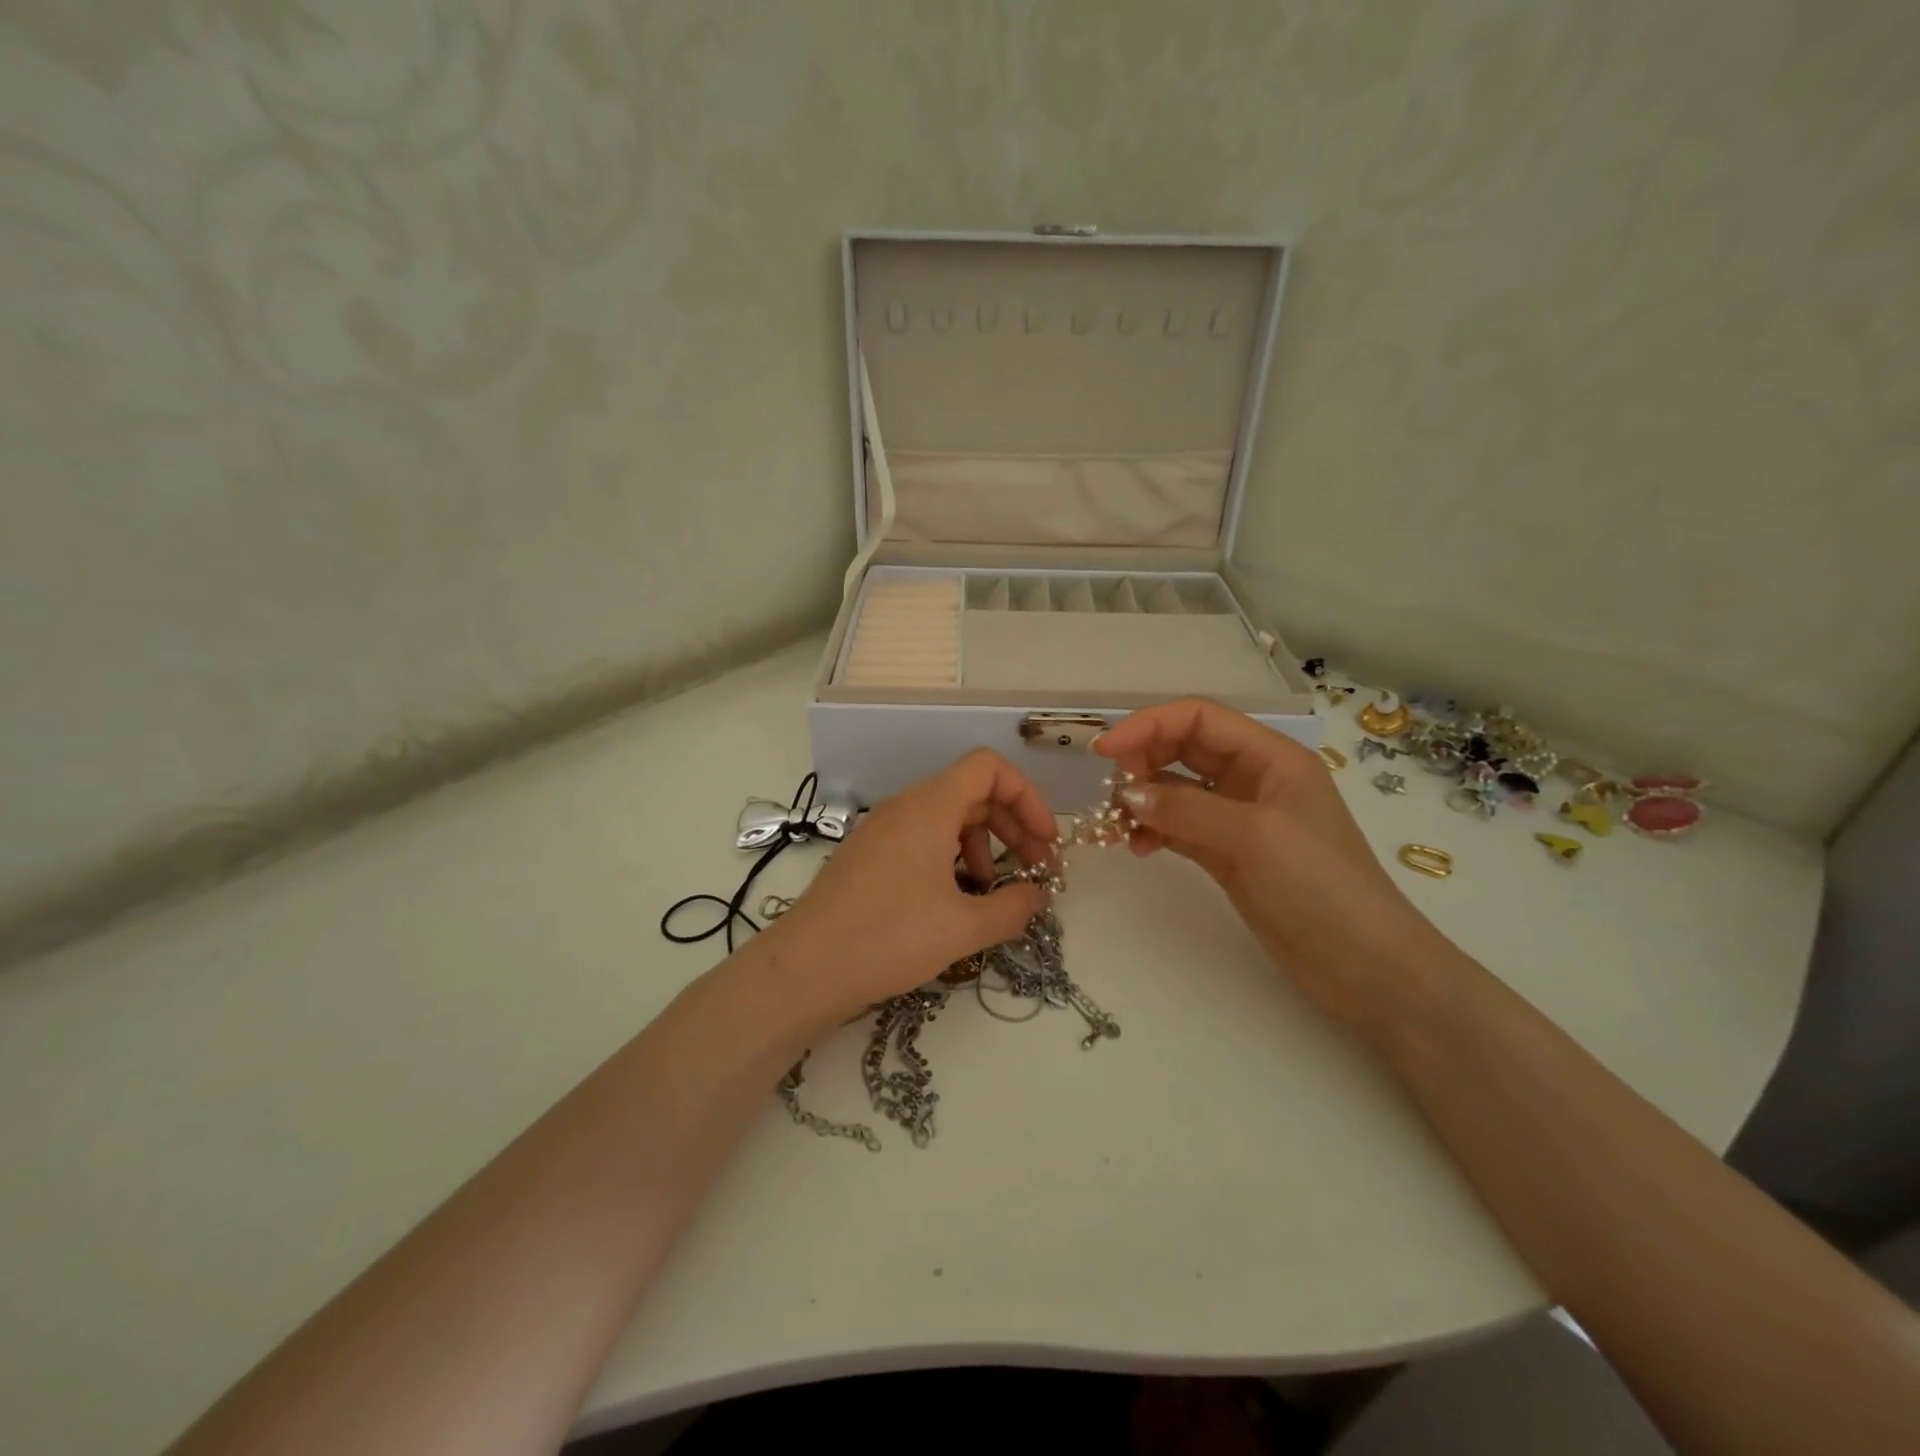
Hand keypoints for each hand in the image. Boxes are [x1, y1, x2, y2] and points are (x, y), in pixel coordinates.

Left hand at [771, 750, 1058, 1023]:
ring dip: (984, 845)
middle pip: (973, 792)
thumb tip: (1039, 896)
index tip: (1045, 841)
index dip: (1027, 796)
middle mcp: (905, 807)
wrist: (803, 970)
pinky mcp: (869, 856)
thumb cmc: (888, 938)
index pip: (989, 767)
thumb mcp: (962, 927)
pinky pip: (923, 839)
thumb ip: (1013, 908)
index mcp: (929, 807)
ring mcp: (883, 830)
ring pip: (948, 818)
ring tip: (993, 891)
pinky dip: (952, 857)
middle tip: (1036, 870)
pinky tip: (956, 900)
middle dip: (1013, 826)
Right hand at [1094, 699, 1453, 1031]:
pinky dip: (1154, 831)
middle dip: (1142, 760)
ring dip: (1143, 799)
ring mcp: (1239, 818)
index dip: (1148, 725)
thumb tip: (1126, 795)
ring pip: (1177, 789)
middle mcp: (1253, 778)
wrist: (1365, 966)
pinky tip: (1139, 848)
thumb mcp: (1254, 836)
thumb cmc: (1320, 885)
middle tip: (1111, 791)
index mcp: (1271, 757)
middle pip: (1184, 748)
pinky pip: (1179, 827)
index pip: (1199, 718)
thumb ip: (1186, 809)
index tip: (1104, 752)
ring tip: (1117, 826)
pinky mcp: (1228, 855)